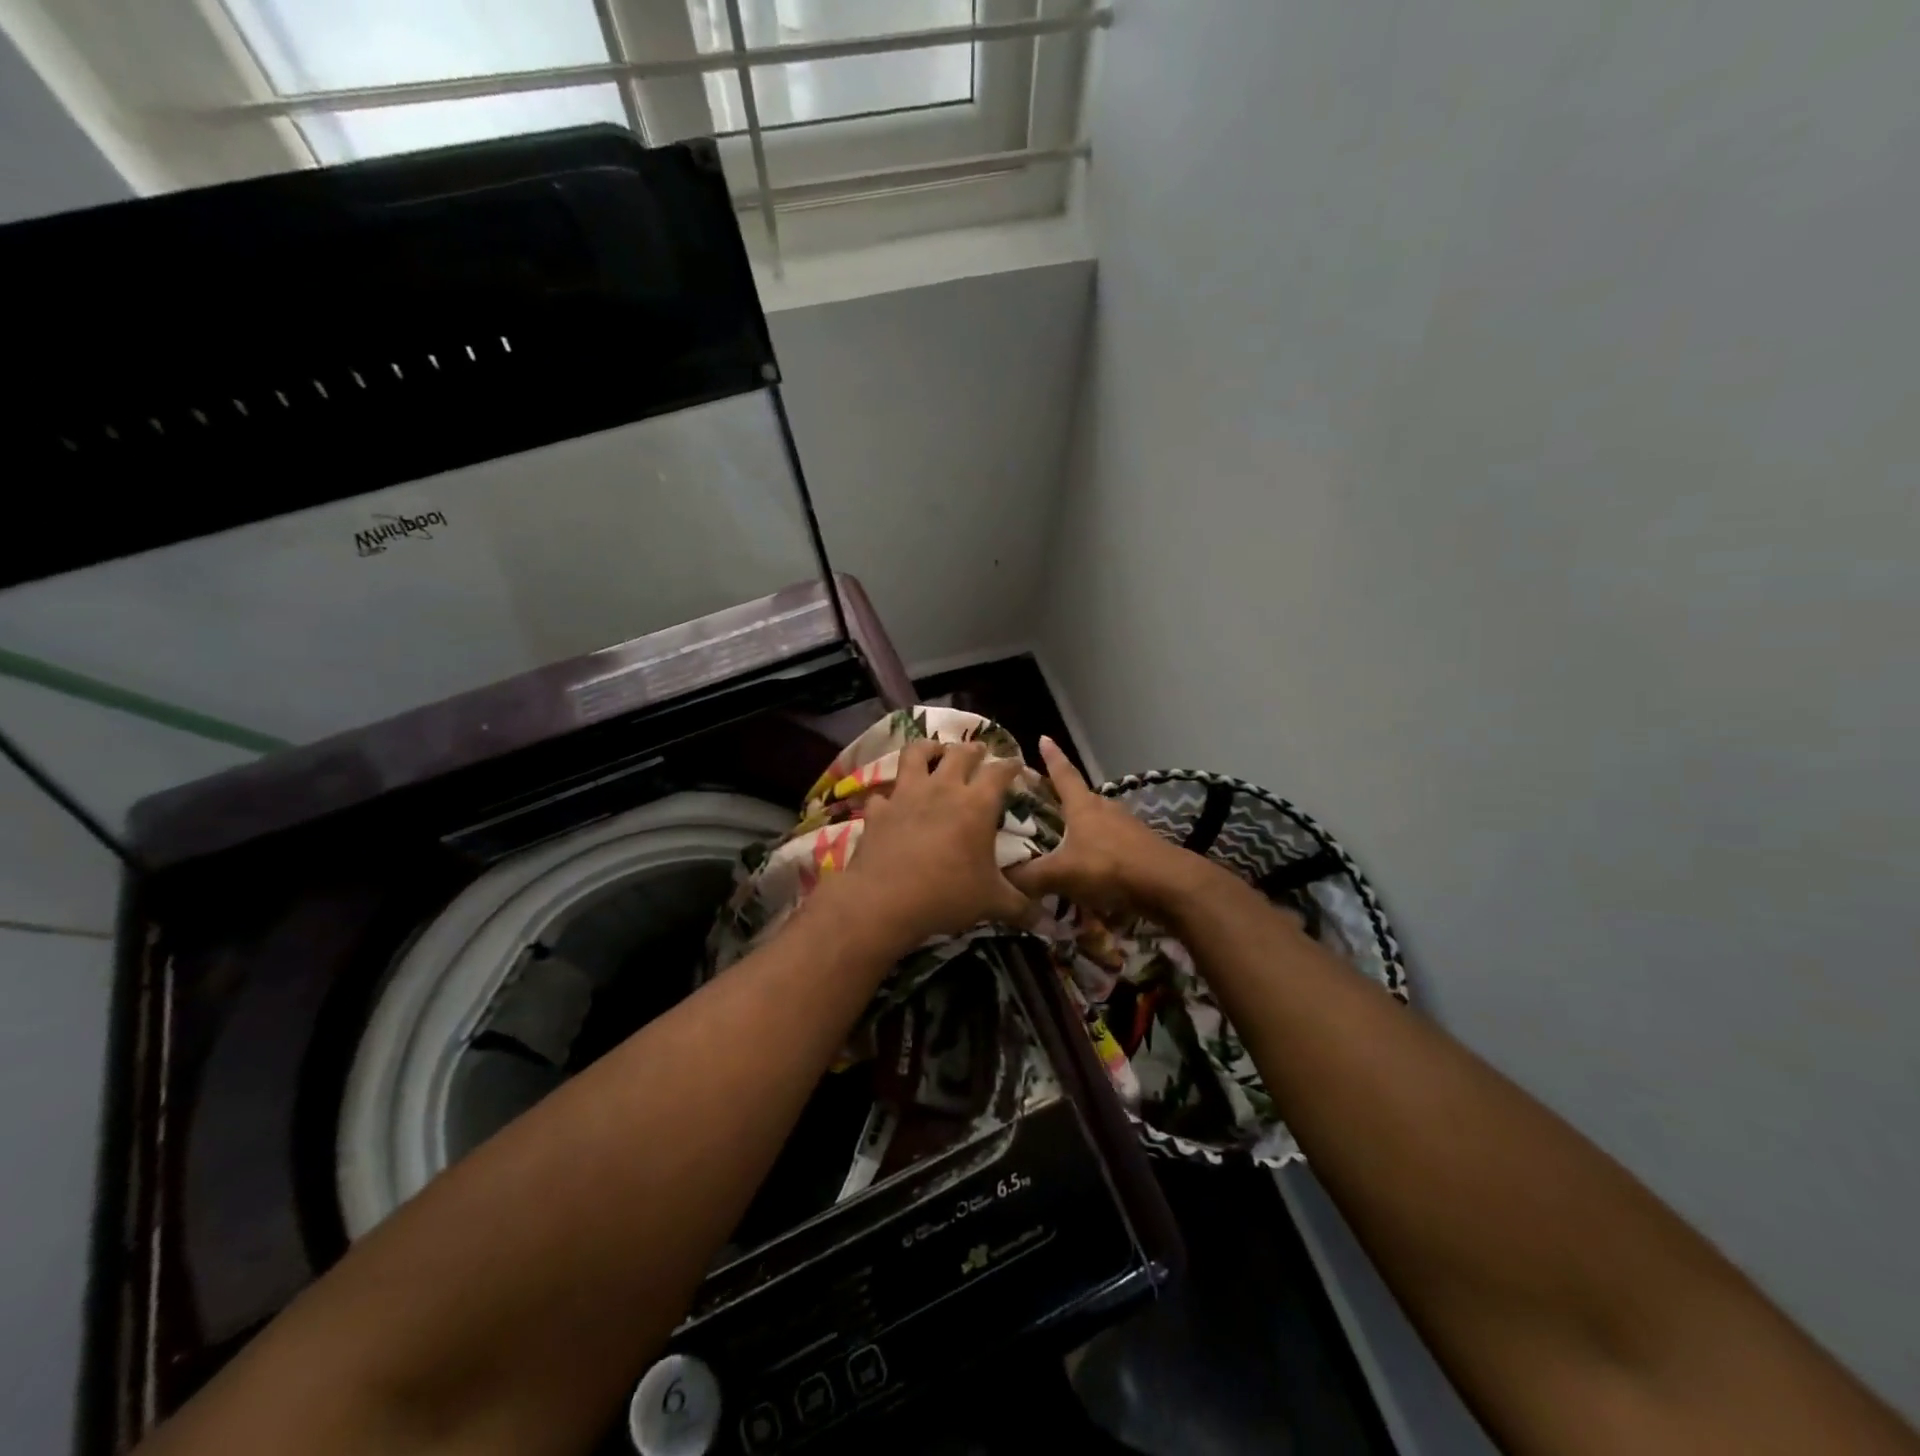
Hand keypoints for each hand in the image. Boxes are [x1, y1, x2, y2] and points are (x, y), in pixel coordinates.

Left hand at [837, 738, 1033, 949]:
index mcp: (977, 804)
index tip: (1016, 764)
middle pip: (960, 753)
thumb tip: (1047, 922)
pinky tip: (892, 802)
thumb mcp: (992, 903)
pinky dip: (890, 795)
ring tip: (934, 751)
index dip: (1010, 765)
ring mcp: (906, 795)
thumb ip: (1021, 907)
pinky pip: (884, 793)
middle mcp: (943, 789)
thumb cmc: (947, 895)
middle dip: (973, 749)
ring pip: (916, 754)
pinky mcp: (878, 810)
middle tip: (978, 751)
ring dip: (928, 748)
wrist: (885, 901)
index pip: (999, 772)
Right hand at [1005, 738, 1210, 919]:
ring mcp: (1127, 827)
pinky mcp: (1140, 848)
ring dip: (1081, 828)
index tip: (1044, 738)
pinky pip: (1111, 844)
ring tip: (1063, 840)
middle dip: (1062, 799)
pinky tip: (1090, 868)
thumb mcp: (1062, 874)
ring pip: (1097, 821)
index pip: (1063, 774)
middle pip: (1080, 798)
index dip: (1052, 757)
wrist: (1168, 885)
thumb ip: (1029, 877)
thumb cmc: (1110, 867)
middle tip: (1042, 803)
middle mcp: (1105, 809)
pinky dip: (1097, 851)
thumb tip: (1001, 878)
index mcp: (1083, 806)